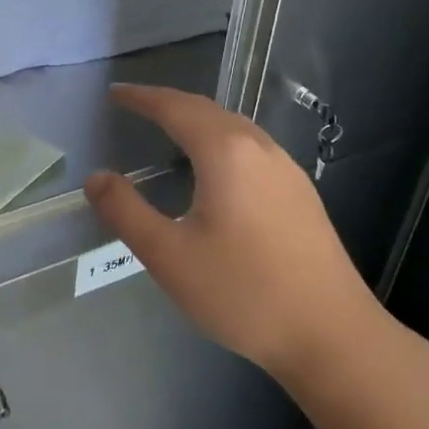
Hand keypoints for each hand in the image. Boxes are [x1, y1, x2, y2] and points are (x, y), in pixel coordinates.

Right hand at [83, 84, 389, 387]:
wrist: (332, 334)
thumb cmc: (243, 292)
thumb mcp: (169, 256)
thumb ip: (126, 211)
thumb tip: (96, 177)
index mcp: (226, 152)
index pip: (175, 108)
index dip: (142, 97)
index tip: (115, 93)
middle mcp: (259, 148)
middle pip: (207, 110)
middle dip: (169, 103)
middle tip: (136, 106)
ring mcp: (286, 169)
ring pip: (234, 127)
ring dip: (198, 120)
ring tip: (170, 130)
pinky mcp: (301, 192)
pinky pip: (252, 147)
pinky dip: (221, 140)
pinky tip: (216, 168)